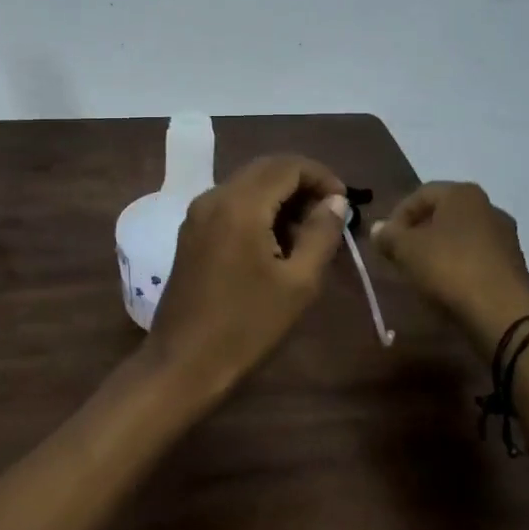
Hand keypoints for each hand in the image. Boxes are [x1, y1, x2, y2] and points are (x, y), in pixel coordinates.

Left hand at [147, 155, 348, 404]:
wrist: (183, 364)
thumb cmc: (247, 326)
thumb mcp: (298, 283)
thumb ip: (321, 233)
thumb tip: (336, 201)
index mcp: (240, 204)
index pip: (288, 165)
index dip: (322, 176)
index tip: (345, 203)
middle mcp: (214, 197)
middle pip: (266, 169)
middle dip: (302, 184)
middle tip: (331, 216)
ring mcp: (198, 213)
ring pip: (248, 185)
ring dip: (281, 197)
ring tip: (309, 234)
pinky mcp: (191, 232)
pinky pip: (232, 204)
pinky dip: (259, 210)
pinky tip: (276, 243)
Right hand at [370, 182, 528, 359]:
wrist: (502, 313)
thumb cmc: (449, 268)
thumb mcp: (406, 250)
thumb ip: (388, 236)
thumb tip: (377, 229)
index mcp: (463, 194)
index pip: (421, 194)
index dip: (397, 215)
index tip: (385, 240)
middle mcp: (489, 207)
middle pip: (443, 214)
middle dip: (419, 232)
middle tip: (401, 255)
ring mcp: (506, 236)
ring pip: (461, 236)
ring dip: (439, 249)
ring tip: (422, 272)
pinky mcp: (515, 264)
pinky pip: (477, 257)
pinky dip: (459, 265)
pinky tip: (448, 285)